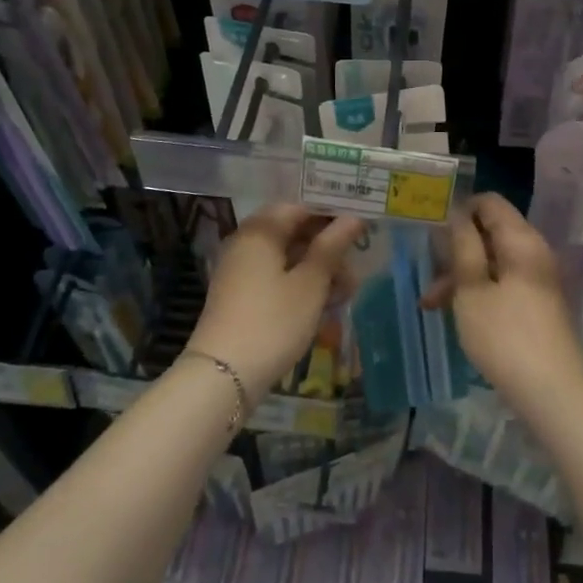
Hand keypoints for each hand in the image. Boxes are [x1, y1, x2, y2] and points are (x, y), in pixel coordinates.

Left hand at [186, 204, 363, 395]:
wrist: (222, 376)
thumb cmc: (273, 321)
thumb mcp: (310, 283)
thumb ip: (332, 246)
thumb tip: (353, 218)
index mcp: (260, 230)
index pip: (301, 206)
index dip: (332, 214)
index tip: (360, 227)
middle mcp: (246, 243)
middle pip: (293, 232)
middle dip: (327, 247)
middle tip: (356, 266)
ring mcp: (240, 271)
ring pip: (287, 258)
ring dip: (317, 270)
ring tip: (346, 292)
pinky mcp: (240, 296)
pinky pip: (276, 278)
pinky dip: (300, 285)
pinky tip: (323, 305)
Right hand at [423, 193, 582, 408]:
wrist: (553, 393)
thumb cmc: (506, 337)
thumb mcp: (472, 290)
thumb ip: (463, 247)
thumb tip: (457, 214)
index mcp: (521, 240)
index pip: (489, 202)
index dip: (459, 210)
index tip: (432, 232)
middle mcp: (533, 252)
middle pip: (490, 232)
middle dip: (456, 250)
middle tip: (427, 275)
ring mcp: (537, 279)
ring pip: (492, 261)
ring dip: (462, 276)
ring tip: (432, 304)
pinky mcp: (536, 303)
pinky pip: (503, 282)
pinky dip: (479, 291)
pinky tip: (455, 314)